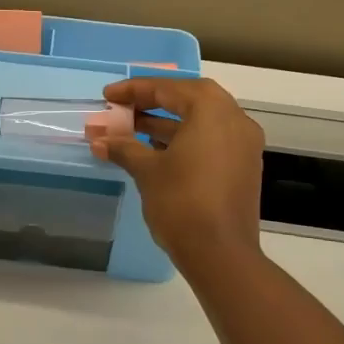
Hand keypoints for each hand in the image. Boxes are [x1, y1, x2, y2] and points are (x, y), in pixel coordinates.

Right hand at [90, 78, 265, 266]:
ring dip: (167, 122)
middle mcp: (234, 119)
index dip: (134, 90)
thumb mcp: (147, 171)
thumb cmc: (181, 202)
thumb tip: (99, 140)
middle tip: (123, 109)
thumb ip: (124, 148)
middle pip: (189, 99)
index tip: (108, 96)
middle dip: (153, 102)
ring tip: (132, 130)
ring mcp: (243, 144)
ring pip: (201, 121)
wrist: (220, 254)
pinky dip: (185, 139)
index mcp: (211, 110)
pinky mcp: (243, 167)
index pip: (168, 89)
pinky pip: (211, 140)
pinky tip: (157, 152)